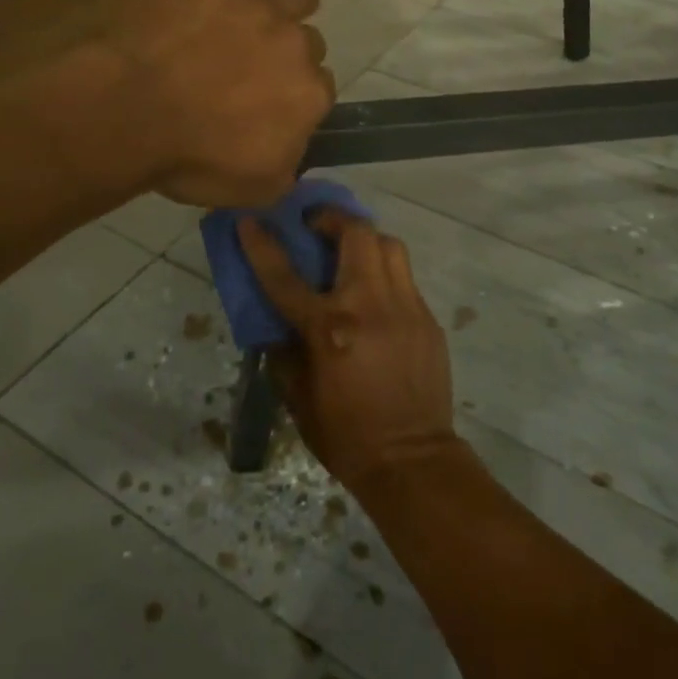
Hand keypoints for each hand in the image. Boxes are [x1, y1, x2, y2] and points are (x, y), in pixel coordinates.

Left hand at [107, 0, 335, 207]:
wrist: (128, 111)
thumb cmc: (187, 157)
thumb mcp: (252, 189)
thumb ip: (289, 168)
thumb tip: (297, 150)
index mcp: (309, 100)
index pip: (316, 93)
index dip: (289, 100)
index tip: (262, 108)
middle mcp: (300, 50)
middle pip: (306, 47)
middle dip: (283, 58)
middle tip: (244, 72)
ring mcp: (267, 8)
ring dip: (288, 9)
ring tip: (266, 16)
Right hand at [238, 210, 459, 493]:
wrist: (412, 461)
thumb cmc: (346, 435)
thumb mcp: (298, 398)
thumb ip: (284, 352)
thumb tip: (278, 324)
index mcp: (329, 328)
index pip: (285, 276)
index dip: (262, 245)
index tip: (249, 221)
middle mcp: (370, 306)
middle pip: (356, 234)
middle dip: (333, 218)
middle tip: (316, 224)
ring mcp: (406, 308)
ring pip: (389, 245)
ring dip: (365, 239)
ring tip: (349, 253)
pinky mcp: (428, 319)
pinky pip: (405, 279)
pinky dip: (384, 274)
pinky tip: (375, 297)